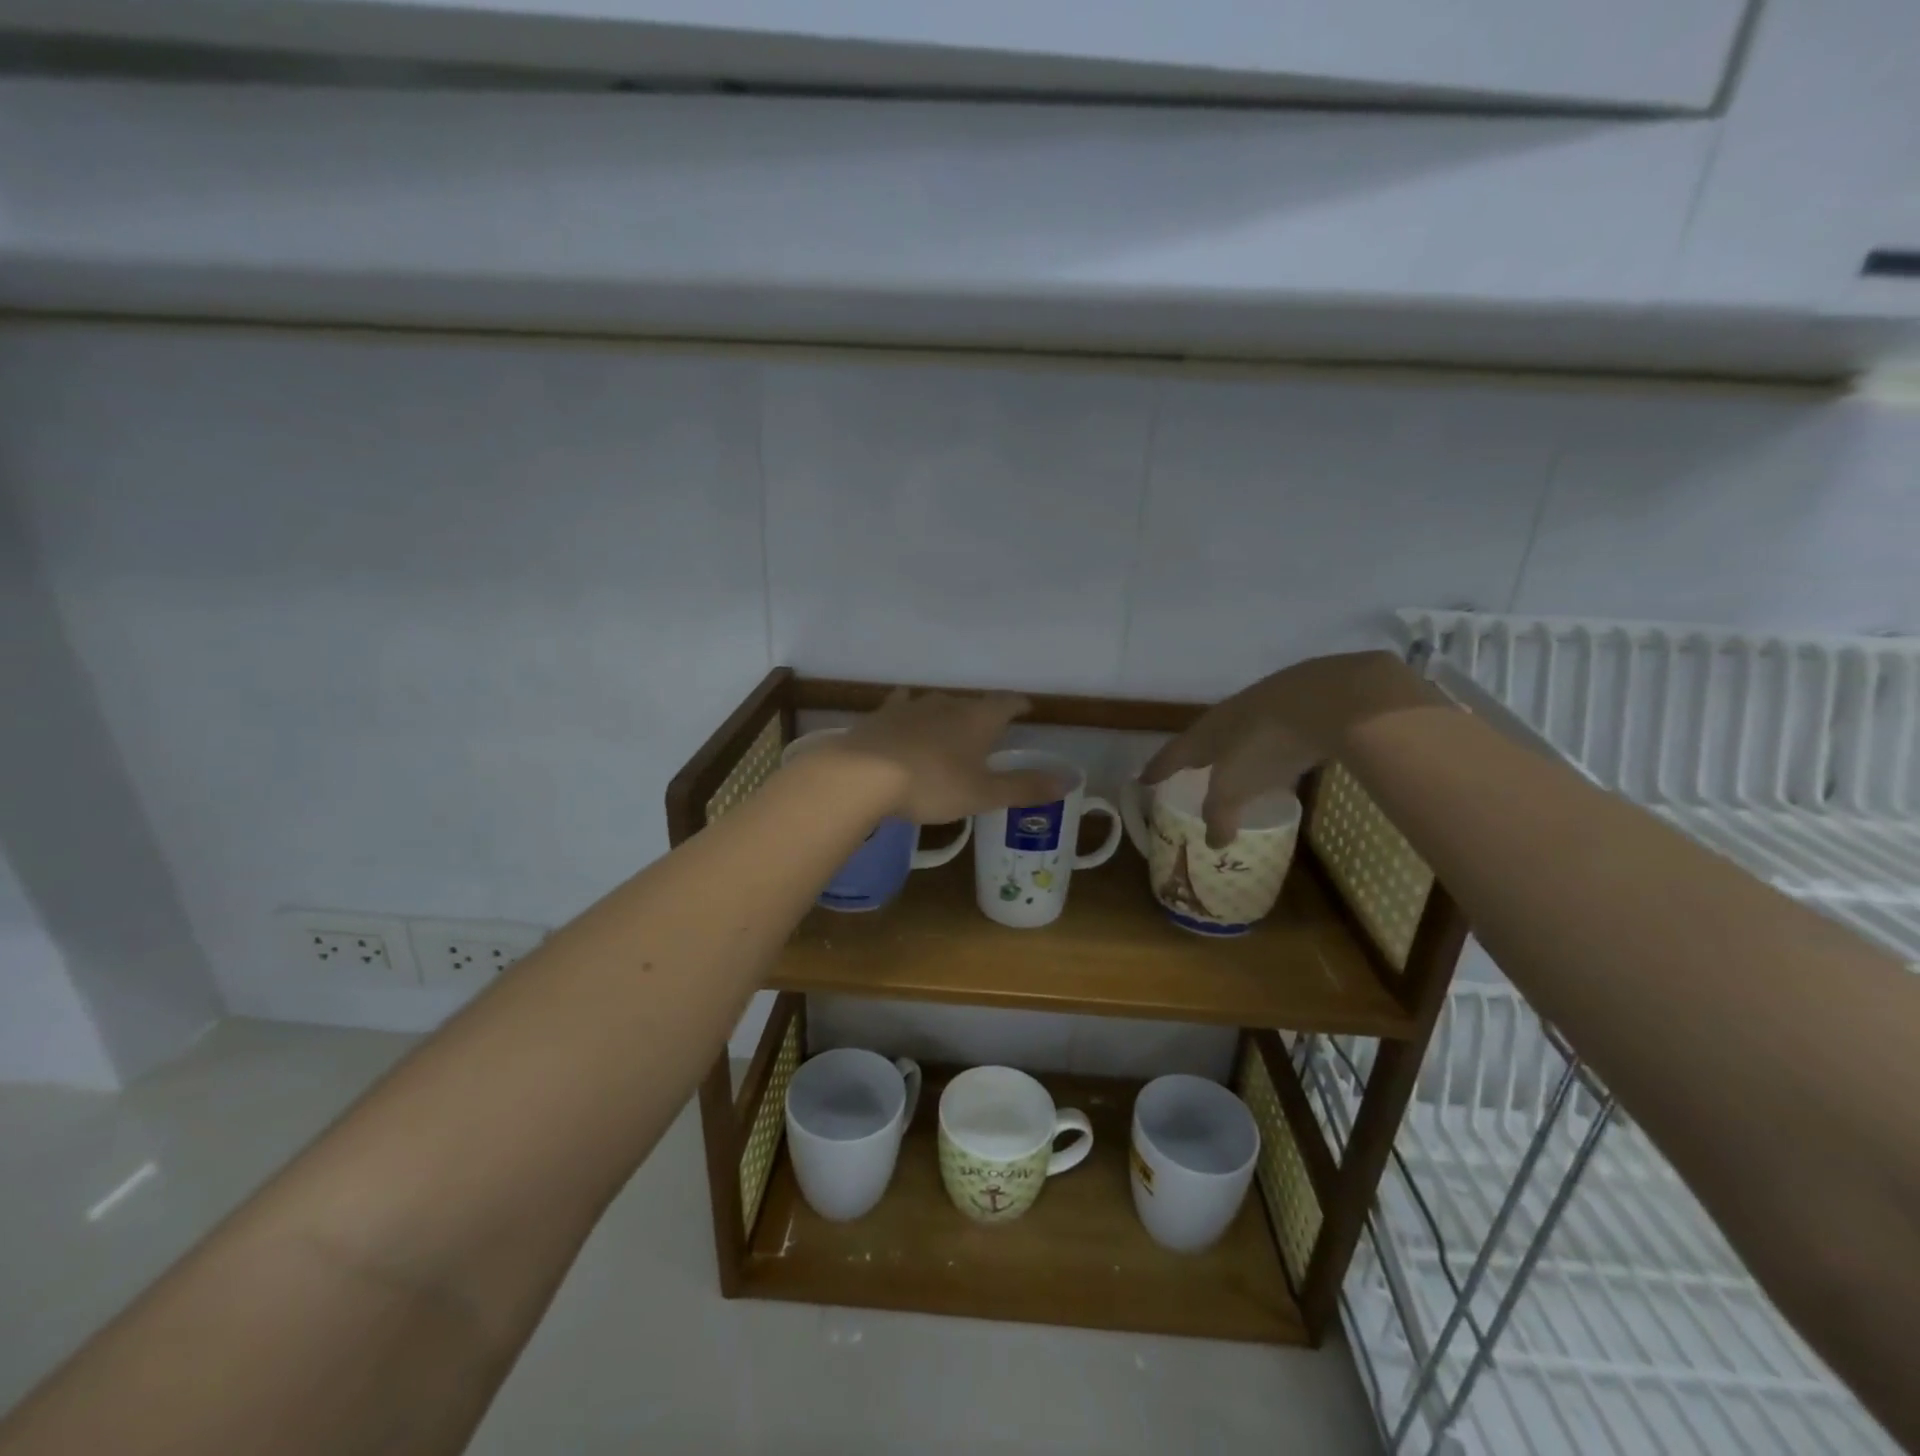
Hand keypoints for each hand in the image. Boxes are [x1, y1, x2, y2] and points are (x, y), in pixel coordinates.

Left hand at [827, 689, 1063, 823]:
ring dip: (946, 713)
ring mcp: (911, 706)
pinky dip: (908, 711)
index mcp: (978, 719)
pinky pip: (901, 706)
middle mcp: (947, 704)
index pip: (1006, 703)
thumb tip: (1069, 779)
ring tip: (948, 726)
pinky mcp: (881, 716)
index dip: (1018, 705)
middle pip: (971, 703)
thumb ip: (1025, 787)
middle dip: (981, 714)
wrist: (863, 775)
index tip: (1026, 708)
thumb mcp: (983, 793)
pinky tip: (903, 714)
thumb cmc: (932, 784)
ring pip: (936, 703)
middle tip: (987, 731)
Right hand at [1141, 651, 1441, 846]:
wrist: (1327, 699)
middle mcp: (1229, 716)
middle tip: (1190, 772)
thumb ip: (1220, 815)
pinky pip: (1276, 734)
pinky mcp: (1301, 707)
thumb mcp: (1235, 787)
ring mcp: (1266, 707)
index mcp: (1205, 733)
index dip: (1158, 769)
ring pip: (1242, 734)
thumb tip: (1214, 842)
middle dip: (1198, 756)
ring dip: (1236, 753)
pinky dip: (1272, 750)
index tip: (1143, 780)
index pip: (1173, 754)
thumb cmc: (1264, 745)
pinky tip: (1283, 760)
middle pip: (1206, 739)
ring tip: (1236, 770)